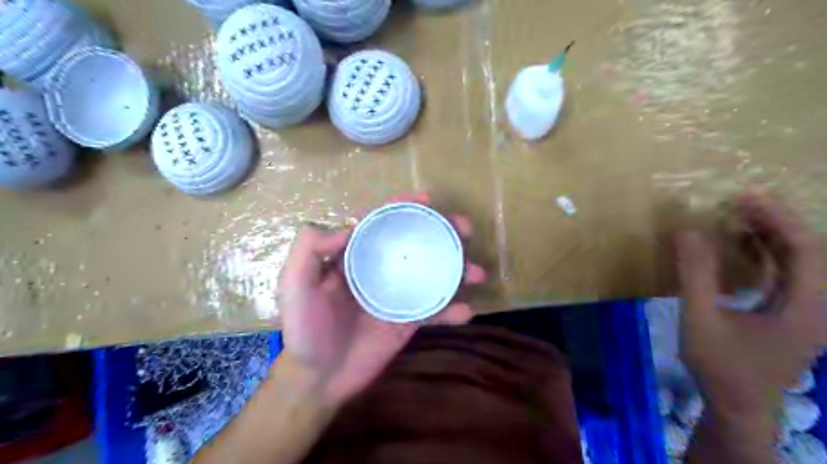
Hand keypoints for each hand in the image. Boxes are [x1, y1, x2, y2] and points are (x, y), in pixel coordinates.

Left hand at [279, 192, 485, 406]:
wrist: (318, 378)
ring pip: (432, 273)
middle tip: (464, 229)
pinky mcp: (408, 321)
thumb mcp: (294, 284)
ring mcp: (398, 295)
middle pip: (415, 243)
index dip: (403, 207)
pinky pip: (434, 311)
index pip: (382, 223)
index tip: (427, 200)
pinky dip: (452, 310)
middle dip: (442, 231)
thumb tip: (350, 227)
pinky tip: (467, 311)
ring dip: (457, 268)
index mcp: (355, 256)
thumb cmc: (304, 330)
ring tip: (476, 271)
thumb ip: (310, 249)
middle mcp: (380, 270)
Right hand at [675, 191, 823, 415]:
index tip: (745, 195)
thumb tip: (686, 232)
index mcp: (806, 306)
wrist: (738, 405)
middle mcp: (817, 305)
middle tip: (739, 199)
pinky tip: (741, 245)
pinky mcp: (790, 314)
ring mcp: (806, 310)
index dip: (776, 217)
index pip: (805, 248)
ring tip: (738, 215)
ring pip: (798, 261)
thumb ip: (695, 275)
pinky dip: (765, 253)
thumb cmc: (720, 365)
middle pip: (808, 250)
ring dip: (770, 234)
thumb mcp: (700, 319)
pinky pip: (785, 273)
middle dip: (775, 220)